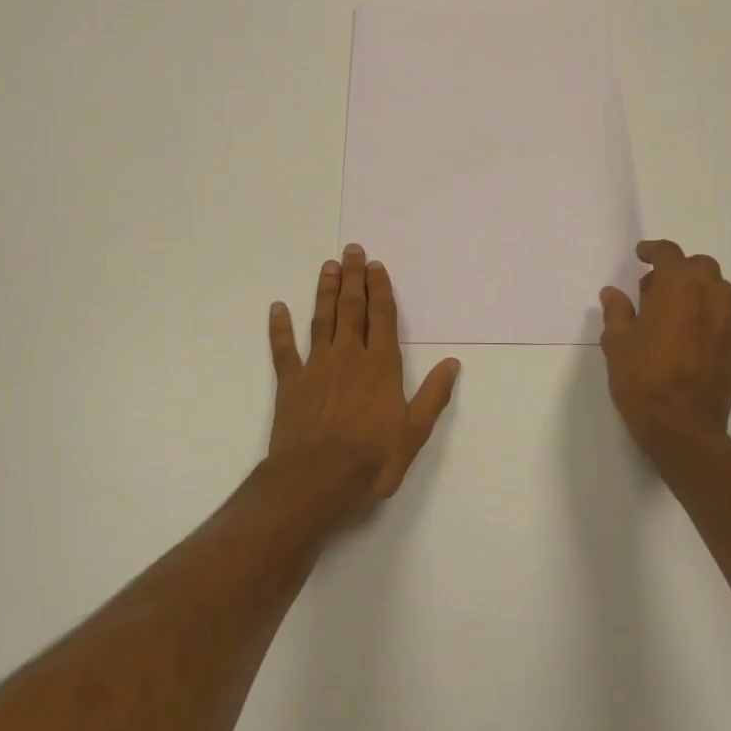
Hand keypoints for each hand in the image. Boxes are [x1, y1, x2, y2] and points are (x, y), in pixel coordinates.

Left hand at [268, 245, 461, 515]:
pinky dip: (280, 328)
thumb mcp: (414, 433)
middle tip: (352, 250)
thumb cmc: (371, 458)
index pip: (382, 317)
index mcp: (380, 365)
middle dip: (354, 278)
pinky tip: (277, 308)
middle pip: (352, 309)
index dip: (380, 290)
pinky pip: (284, 349)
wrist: (315, 479)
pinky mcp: (291, 382)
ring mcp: (317, 366)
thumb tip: (452, 363)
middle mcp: (349, 356)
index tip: (377, 267)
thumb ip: (433, 396)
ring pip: (322, 319)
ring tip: (328, 267)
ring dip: (326, 292)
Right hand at [598, 240, 730, 467]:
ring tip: (669, 310)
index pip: (670, 254)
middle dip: (679, 268)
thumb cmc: (643, 379)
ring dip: (695, 289)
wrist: (683, 428)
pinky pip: (721, 317)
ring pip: (717, 290)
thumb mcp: (617, 343)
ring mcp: (726, 324)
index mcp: (679, 288)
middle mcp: (710, 298)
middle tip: (653, 287)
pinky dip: (704, 314)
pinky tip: (683, 336)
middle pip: (701, 266)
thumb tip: (613, 293)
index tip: (641, 255)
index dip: (654, 250)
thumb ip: (617, 312)